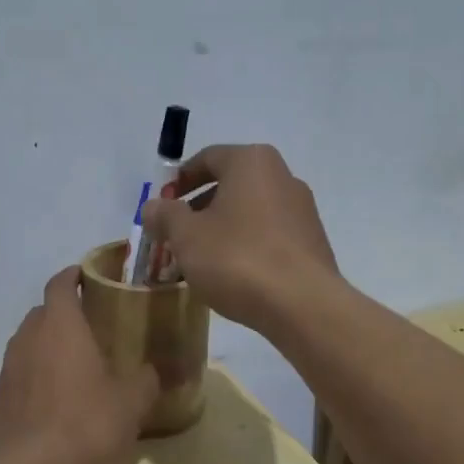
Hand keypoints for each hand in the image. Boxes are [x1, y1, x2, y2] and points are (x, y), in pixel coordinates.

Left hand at [0, 266, 158, 463]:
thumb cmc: (87, 425)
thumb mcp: (131, 402)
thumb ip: (145, 379)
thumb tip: (153, 372)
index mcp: (60, 326)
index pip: (60, 284)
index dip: (74, 276)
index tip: (91, 277)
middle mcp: (28, 339)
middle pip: (42, 313)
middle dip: (64, 314)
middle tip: (94, 326)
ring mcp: (9, 370)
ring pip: (29, 344)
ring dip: (50, 346)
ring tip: (78, 363)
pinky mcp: (1, 401)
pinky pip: (22, 374)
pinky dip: (39, 375)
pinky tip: (60, 399)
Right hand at [141, 143, 337, 329]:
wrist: (301, 304)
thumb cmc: (237, 259)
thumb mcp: (186, 237)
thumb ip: (165, 216)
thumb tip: (152, 207)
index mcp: (252, 163)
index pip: (207, 158)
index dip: (178, 181)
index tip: (161, 207)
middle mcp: (282, 177)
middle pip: (230, 185)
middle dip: (198, 209)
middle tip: (175, 237)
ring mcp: (302, 211)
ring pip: (248, 213)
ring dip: (220, 231)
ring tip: (200, 262)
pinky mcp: (311, 243)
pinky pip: (268, 236)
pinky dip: (245, 247)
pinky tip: (231, 275)